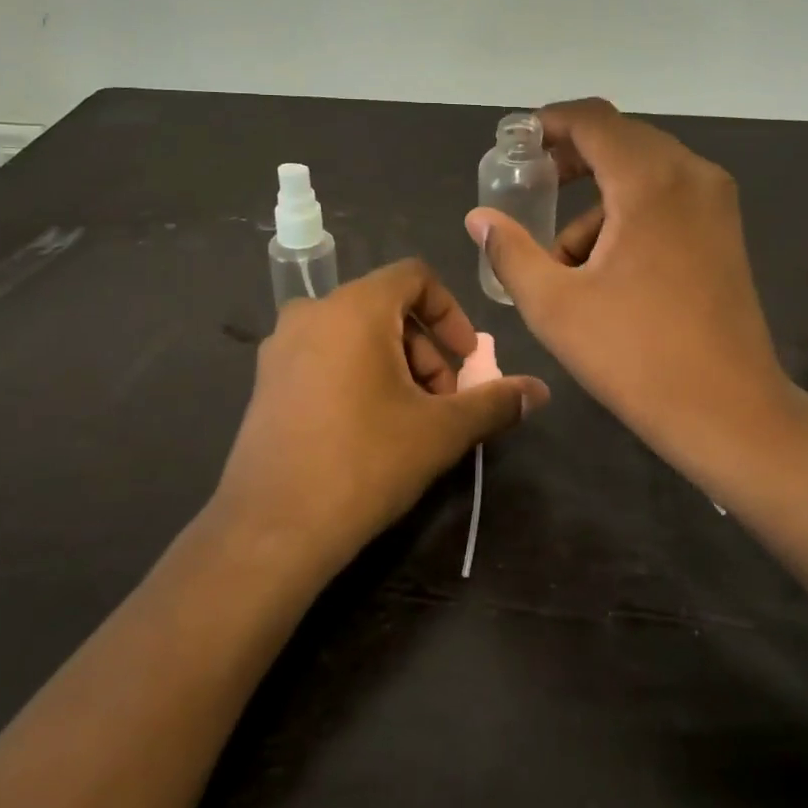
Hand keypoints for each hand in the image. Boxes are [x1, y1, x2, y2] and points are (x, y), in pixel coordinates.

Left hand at [212, 259, 548, 578]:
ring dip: (396, 365)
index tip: (467, 359)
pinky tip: (369, 428)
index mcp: (353, 308)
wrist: (272, 530)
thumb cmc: (364, 464)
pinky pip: (326, 356)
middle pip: (387, 308)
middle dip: (427, 350)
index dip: (451, 313)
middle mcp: (312, 313)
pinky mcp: (267, 380)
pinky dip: (359, 374)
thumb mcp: (440, 431)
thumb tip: (540, 391)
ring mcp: (282, 347)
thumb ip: (494, 402)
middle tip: (444, 402)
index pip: (415, 277)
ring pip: (357, 334)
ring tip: (410, 420)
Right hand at [465, 98, 791, 473]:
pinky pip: (666, 197)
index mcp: (650, 181)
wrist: (729, 412)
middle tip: (531, 188)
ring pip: (642, 172)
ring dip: (598, 200)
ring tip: (565, 258)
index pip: (593, 119)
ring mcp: (716, 202)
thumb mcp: (554, 305)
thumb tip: (479, 218)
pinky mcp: (725, 230)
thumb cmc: (636, 356)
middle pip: (620, 140)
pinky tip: (607, 270)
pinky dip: (629, 214)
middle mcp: (691, 175)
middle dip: (571, 160)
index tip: (516, 145)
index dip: (549, 123)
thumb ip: (510, 251)